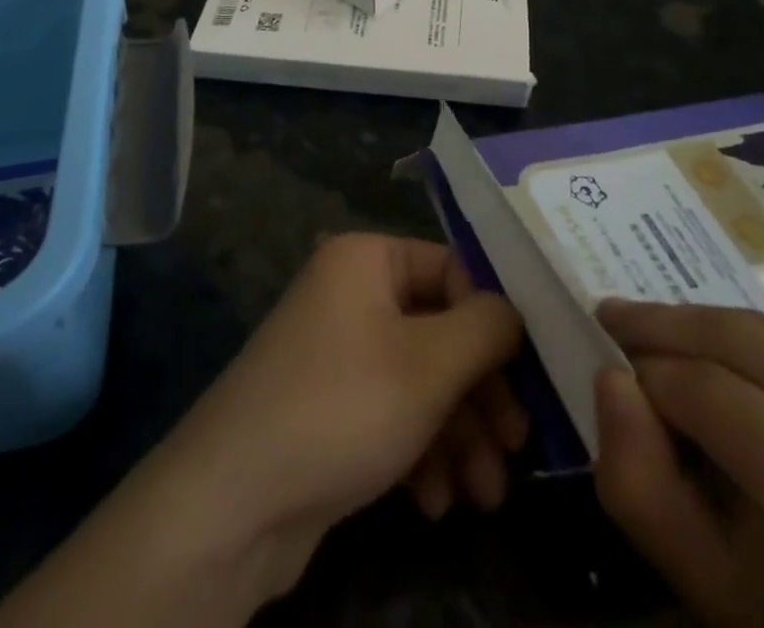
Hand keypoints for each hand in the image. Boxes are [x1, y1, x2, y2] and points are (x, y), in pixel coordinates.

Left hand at [0, 234, 525, 627]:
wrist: (234, 502)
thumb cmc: (343, 407)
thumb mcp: (430, 364)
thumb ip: (486, 328)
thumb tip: (514, 309)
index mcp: (367, 259)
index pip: (452, 271)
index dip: (493, 323)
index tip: (529, 379)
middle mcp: (351, 294)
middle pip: (439, 332)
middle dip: (480, 396)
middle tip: (515, 449)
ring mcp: (337, 352)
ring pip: (420, 381)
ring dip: (458, 436)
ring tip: (483, 497)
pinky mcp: (329, 407)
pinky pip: (391, 414)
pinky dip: (419, 452)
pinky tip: (433, 503)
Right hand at [592, 301, 763, 627]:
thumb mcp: (710, 583)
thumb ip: (639, 484)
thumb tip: (611, 375)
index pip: (713, 395)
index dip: (648, 371)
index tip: (608, 356)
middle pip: (744, 341)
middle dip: (667, 325)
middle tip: (618, 318)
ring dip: (712, 329)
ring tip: (672, 341)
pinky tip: (756, 373)